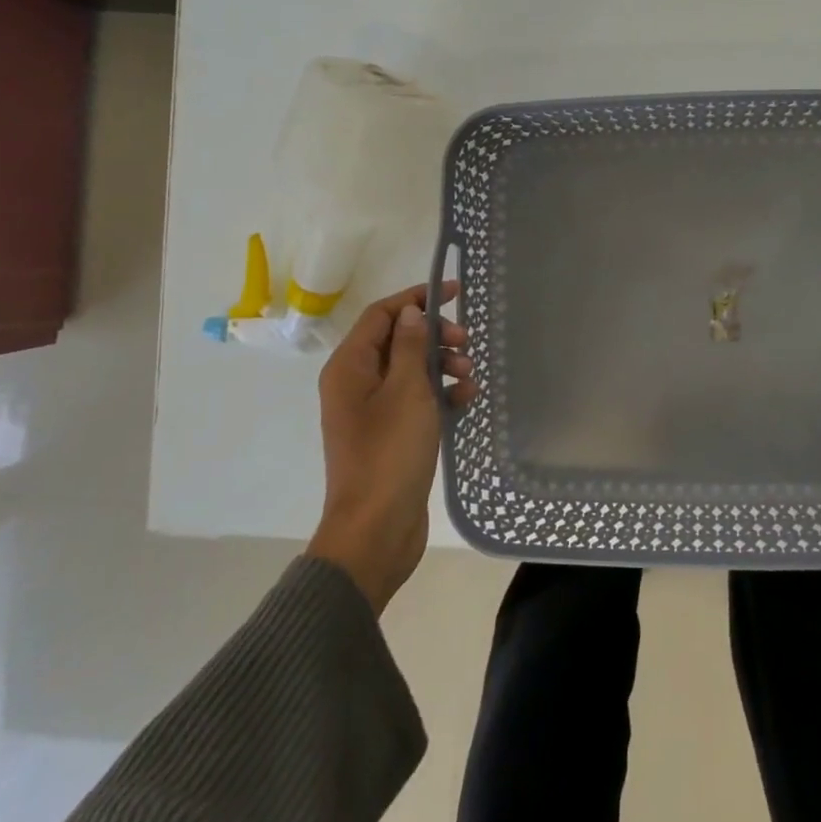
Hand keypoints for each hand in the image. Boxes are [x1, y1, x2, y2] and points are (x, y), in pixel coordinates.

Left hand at [307, 281, 476, 613]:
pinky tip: (466, 400)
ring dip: (443, 366)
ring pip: (412, 370)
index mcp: (350, 367)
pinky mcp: (392, 433)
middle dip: (436, 337)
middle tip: (467, 344)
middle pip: (399, 340)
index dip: (417, 298)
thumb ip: (410, 346)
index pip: (382, 314)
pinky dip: (441, 394)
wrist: (376, 529)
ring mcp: (374, 410)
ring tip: (470, 377)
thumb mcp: (406, 391)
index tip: (454, 292)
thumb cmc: (389, 453)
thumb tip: (411, 311)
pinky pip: (418, 399)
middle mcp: (356, 383)